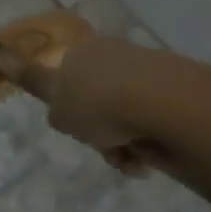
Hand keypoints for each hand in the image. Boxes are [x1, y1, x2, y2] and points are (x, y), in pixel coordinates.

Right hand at [37, 37, 183, 179]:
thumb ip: (38, 91)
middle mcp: (111, 55)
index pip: (64, 77)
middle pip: (95, 101)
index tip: (73, 123)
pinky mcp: (172, 90)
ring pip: (122, 116)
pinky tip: (145, 158)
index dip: (66, 105)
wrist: (160, 103)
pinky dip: (144, 144)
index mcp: (80, 52)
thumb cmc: (97, 103)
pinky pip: (148, 123)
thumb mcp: (56, 106)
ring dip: (120, 143)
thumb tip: (54, 96)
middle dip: (96, 130)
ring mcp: (144, 71)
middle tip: (98, 144)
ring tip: (126, 158)